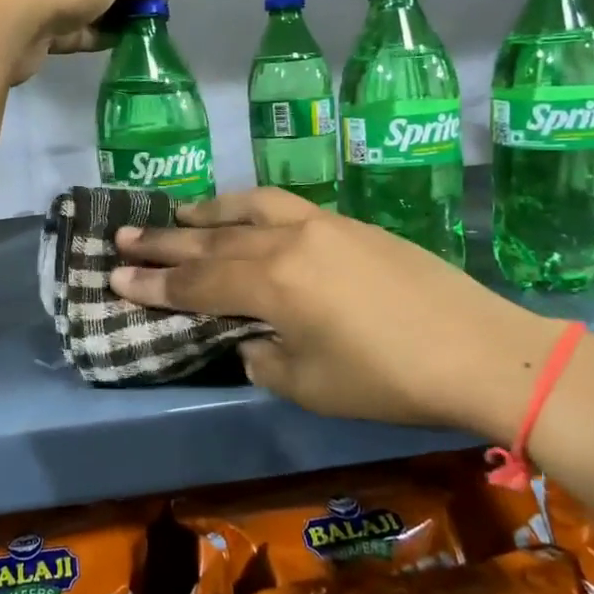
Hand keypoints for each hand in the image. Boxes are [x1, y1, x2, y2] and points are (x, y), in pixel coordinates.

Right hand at [108, 188, 562, 441]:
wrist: (480, 348)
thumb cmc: (389, 379)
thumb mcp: (311, 386)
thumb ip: (264, 359)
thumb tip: (250, 340)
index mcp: (272, 283)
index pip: (196, 282)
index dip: (152, 284)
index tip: (113, 278)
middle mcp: (287, 241)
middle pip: (212, 238)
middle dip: (163, 241)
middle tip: (122, 236)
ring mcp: (321, 224)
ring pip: (248, 208)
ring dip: (206, 212)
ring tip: (178, 214)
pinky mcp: (349, 223)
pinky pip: (283, 206)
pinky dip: (249, 209)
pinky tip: (245, 215)